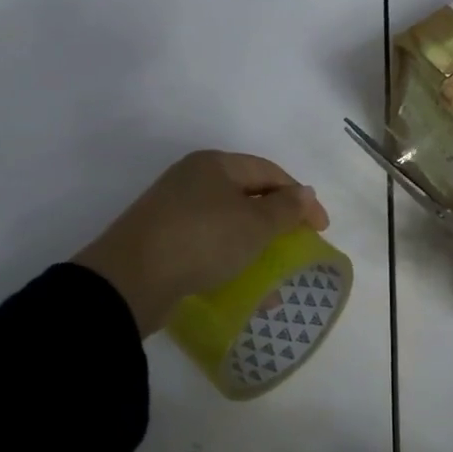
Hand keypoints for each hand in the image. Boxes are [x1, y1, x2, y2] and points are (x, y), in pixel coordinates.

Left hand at [74, 151, 329, 335]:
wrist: (131, 279)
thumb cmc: (202, 240)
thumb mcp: (254, 224)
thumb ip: (285, 208)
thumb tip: (304, 193)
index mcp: (214, 165)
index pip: (269, 172)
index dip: (300, 197)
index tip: (321, 229)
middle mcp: (192, 180)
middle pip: (247, 195)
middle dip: (276, 222)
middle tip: (297, 246)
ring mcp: (174, 210)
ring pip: (228, 223)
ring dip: (254, 246)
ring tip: (273, 274)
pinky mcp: (163, 241)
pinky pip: (208, 245)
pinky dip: (230, 260)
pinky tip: (242, 286)